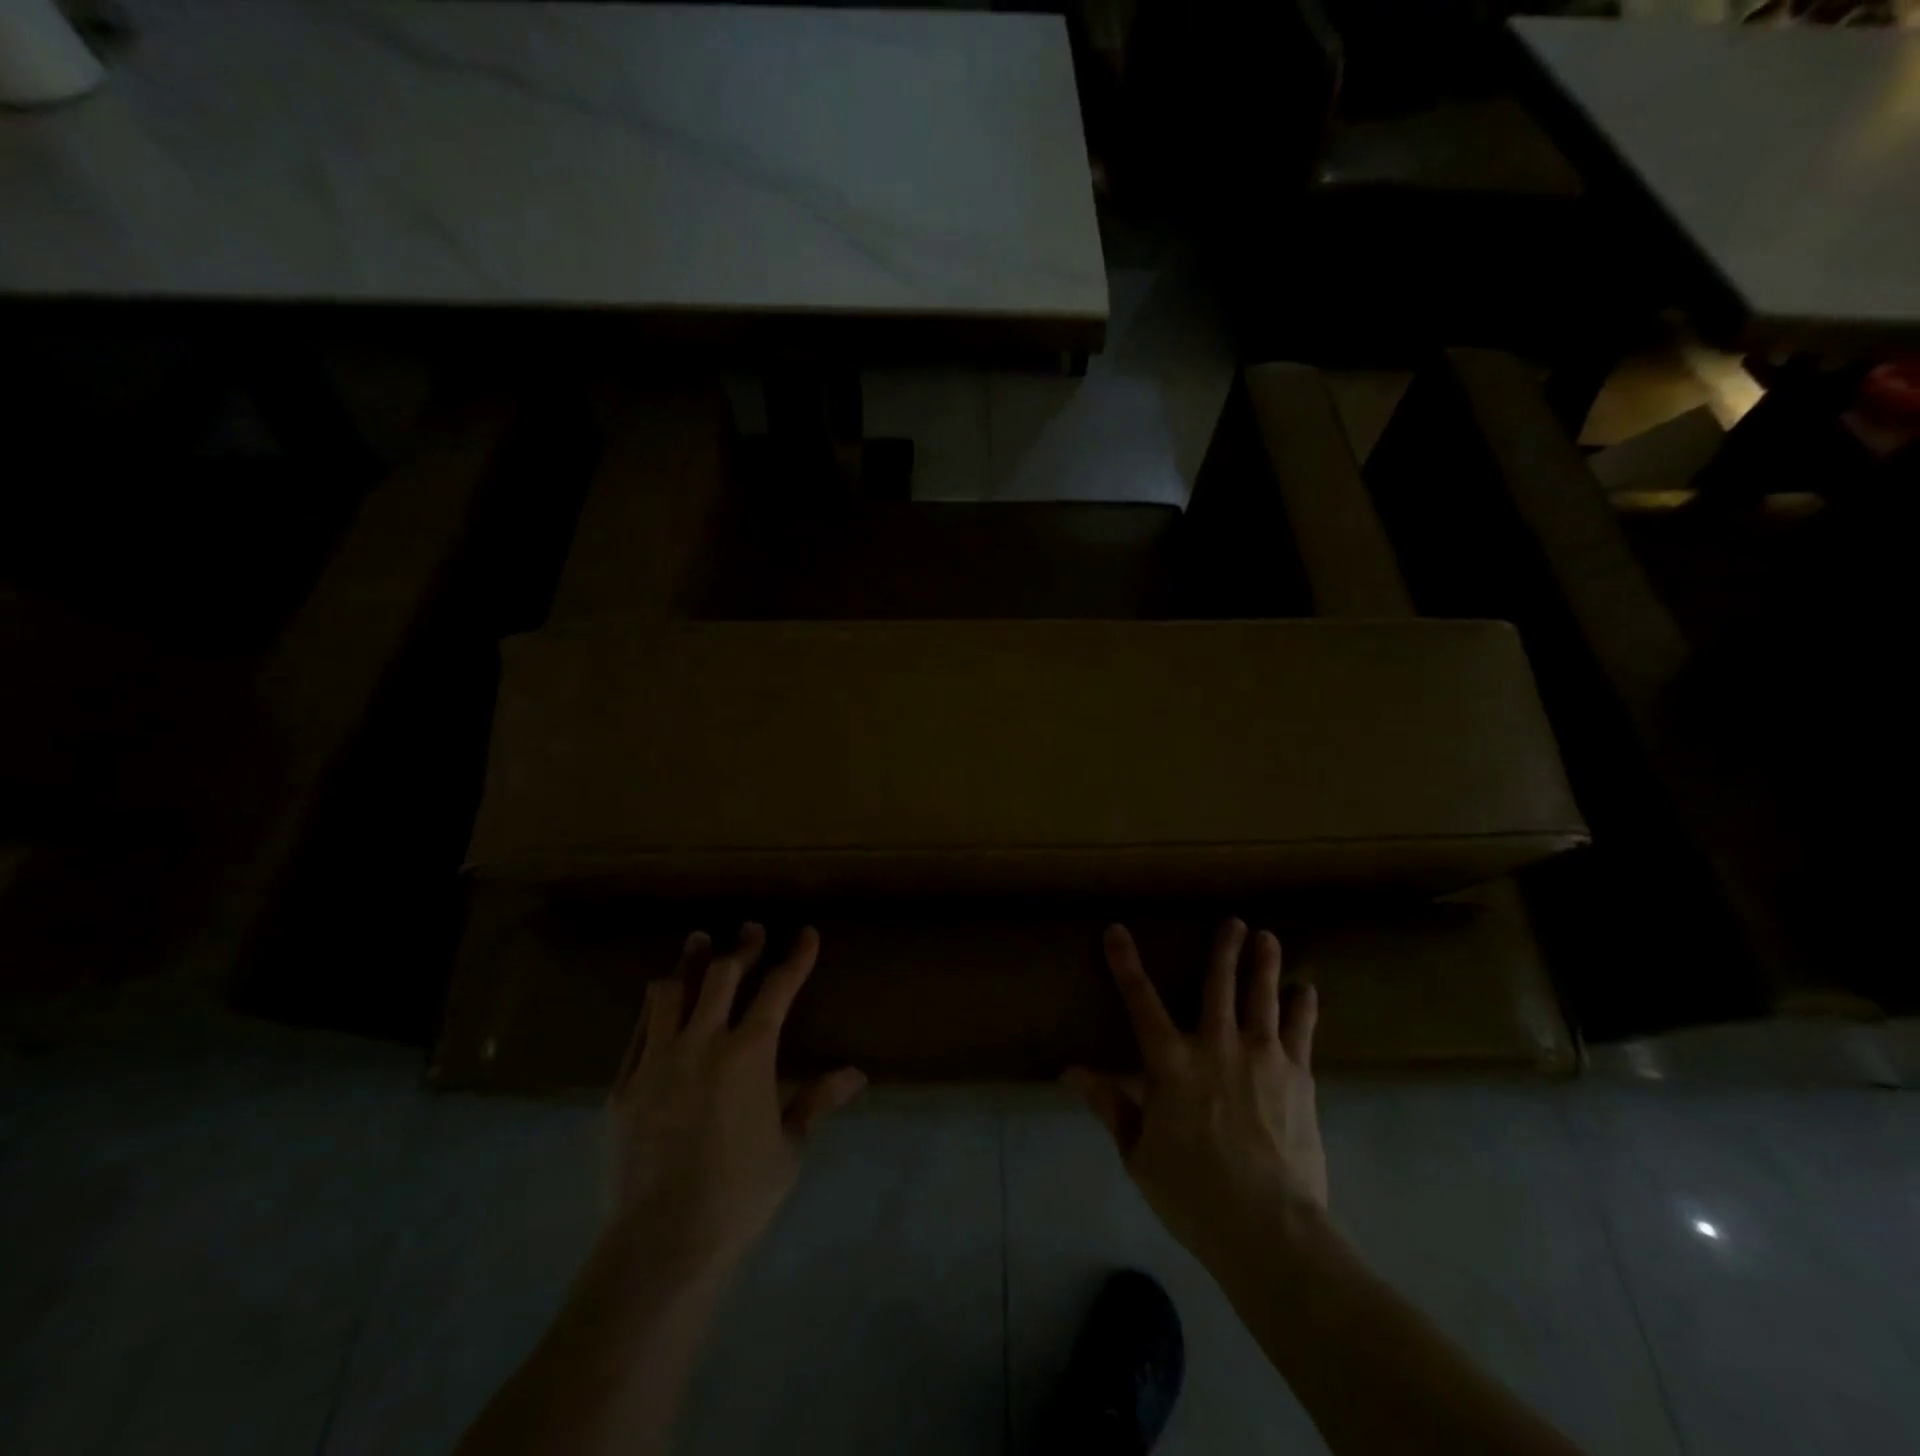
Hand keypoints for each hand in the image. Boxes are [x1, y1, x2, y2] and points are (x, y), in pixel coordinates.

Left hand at [605, 923, 865, 1280]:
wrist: (662, 1243)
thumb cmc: (739, 1195)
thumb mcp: (789, 1147)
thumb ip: (816, 1101)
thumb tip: (856, 1074)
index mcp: (750, 1053)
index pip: (778, 989)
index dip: (796, 957)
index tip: (806, 933)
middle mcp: (703, 1042)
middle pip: (723, 976)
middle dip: (741, 947)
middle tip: (749, 929)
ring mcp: (658, 1060)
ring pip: (671, 992)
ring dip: (689, 963)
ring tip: (697, 943)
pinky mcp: (624, 1085)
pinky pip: (639, 1031)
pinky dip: (654, 1008)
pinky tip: (659, 1001)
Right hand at [1065, 919, 1325, 1267]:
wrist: (1269, 1228)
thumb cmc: (1193, 1193)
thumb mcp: (1138, 1153)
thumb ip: (1109, 1105)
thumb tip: (1070, 1072)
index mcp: (1170, 1062)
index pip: (1139, 1000)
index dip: (1125, 963)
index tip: (1117, 931)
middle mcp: (1215, 1045)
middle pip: (1217, 985)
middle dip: (1224, 950)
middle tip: (1234, 921)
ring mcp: (1261, 1057)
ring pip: (1261, 997)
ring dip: (1264, 965)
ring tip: (1268, 937)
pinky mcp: (1297, 1077)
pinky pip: (1300, 1032)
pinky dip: (1303, 1008)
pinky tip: (1308, 991)